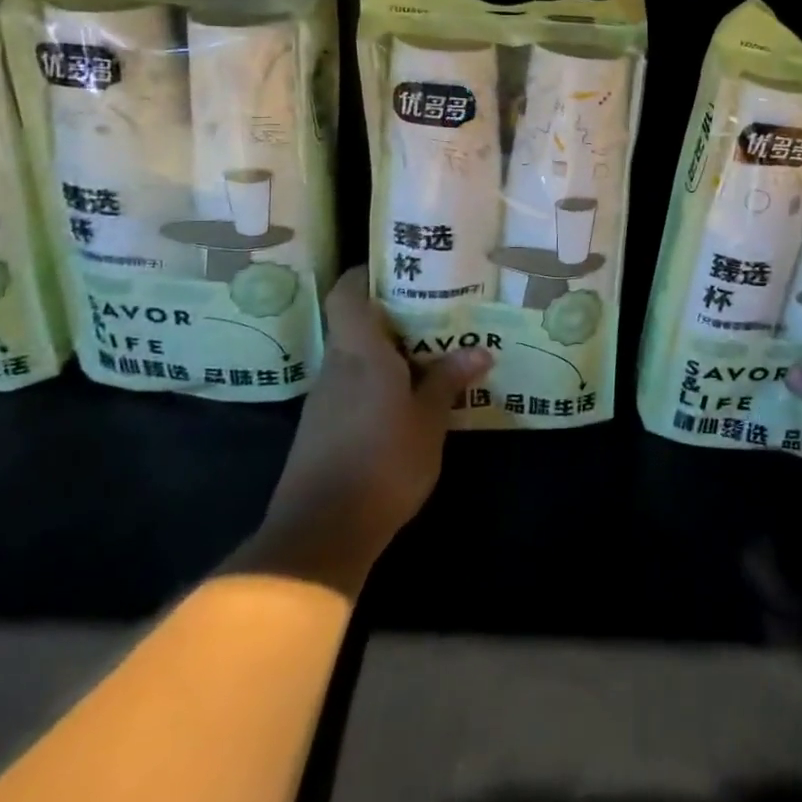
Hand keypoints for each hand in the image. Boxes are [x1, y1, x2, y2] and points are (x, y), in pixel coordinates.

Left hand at [238, 267, 491, 592]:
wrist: (321, 533)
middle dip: (389, 314)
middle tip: (432, 309)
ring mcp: (324, 400)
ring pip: (354, 358)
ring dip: (385, 351)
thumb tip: (480, 350)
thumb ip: (448, 381)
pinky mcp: (321, 429)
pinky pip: (351, 387)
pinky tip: (404, 397)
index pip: (346, 296)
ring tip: (428, 351)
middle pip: (354, 324)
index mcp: (360, 354)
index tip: (394, 268)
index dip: (362, 275)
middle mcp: (336, 367)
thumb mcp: (428, 422)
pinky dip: (376, 382)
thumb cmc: (383, 463)